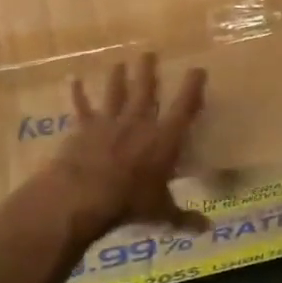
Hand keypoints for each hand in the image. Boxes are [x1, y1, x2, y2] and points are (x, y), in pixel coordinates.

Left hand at [45, 53, 209, 239]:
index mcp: (164, 139)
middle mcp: (139, 122)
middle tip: (149, 53)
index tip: (198, 69)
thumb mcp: (161, 213)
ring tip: (120, 62)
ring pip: (116, 92)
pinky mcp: (85, 128)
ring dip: (118, 77)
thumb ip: (184, 217)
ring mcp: (110, 122)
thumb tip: (208, 229)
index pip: (184, 107)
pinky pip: (82, 108)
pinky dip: (78, 94)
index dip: (192, 87)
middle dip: (149, 70)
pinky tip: (73, 80)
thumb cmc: (130, 201)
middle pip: (146, 90)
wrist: (85, 194)